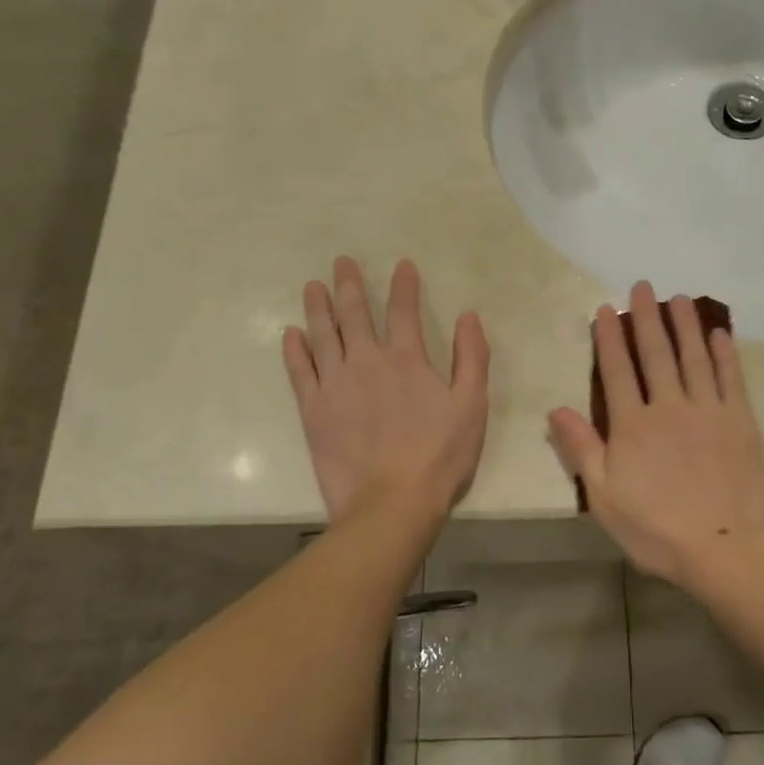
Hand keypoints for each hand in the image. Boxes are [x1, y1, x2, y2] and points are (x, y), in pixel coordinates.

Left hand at [283, 257, 489, 521]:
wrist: (392, 502)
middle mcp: (367, 361)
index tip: (401, 265)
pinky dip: (295, 350)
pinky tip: (291, 333)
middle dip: (349, 284)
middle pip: (354, 314)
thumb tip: (469, 316)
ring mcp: (335, 384)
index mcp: (407, 359)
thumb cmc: (440, 455)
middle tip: (341, 262)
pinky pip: (300, 371)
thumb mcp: (472, 405)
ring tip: (313, 287)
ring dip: (318, 307)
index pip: (403, 310)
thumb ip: (472, 357)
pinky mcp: (313, 410)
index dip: (403, 285)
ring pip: (322, 335)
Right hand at [548, 282, 763, 590]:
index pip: (617, 370)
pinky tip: (720, 333)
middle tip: (643, 286)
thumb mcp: (604, 496)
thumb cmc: (655, 529)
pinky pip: (731, 378)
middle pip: (656, 353)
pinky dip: (725, 353)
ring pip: (694, 357)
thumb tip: (556, 409)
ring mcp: (708, 411)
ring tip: (679, 298)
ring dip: (685, 325)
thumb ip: (581, 449)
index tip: (607, 308)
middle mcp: (669, 407)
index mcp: (632, 425)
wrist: (722, 548)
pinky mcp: (740, 421)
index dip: (610, 337)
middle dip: (647, 317)